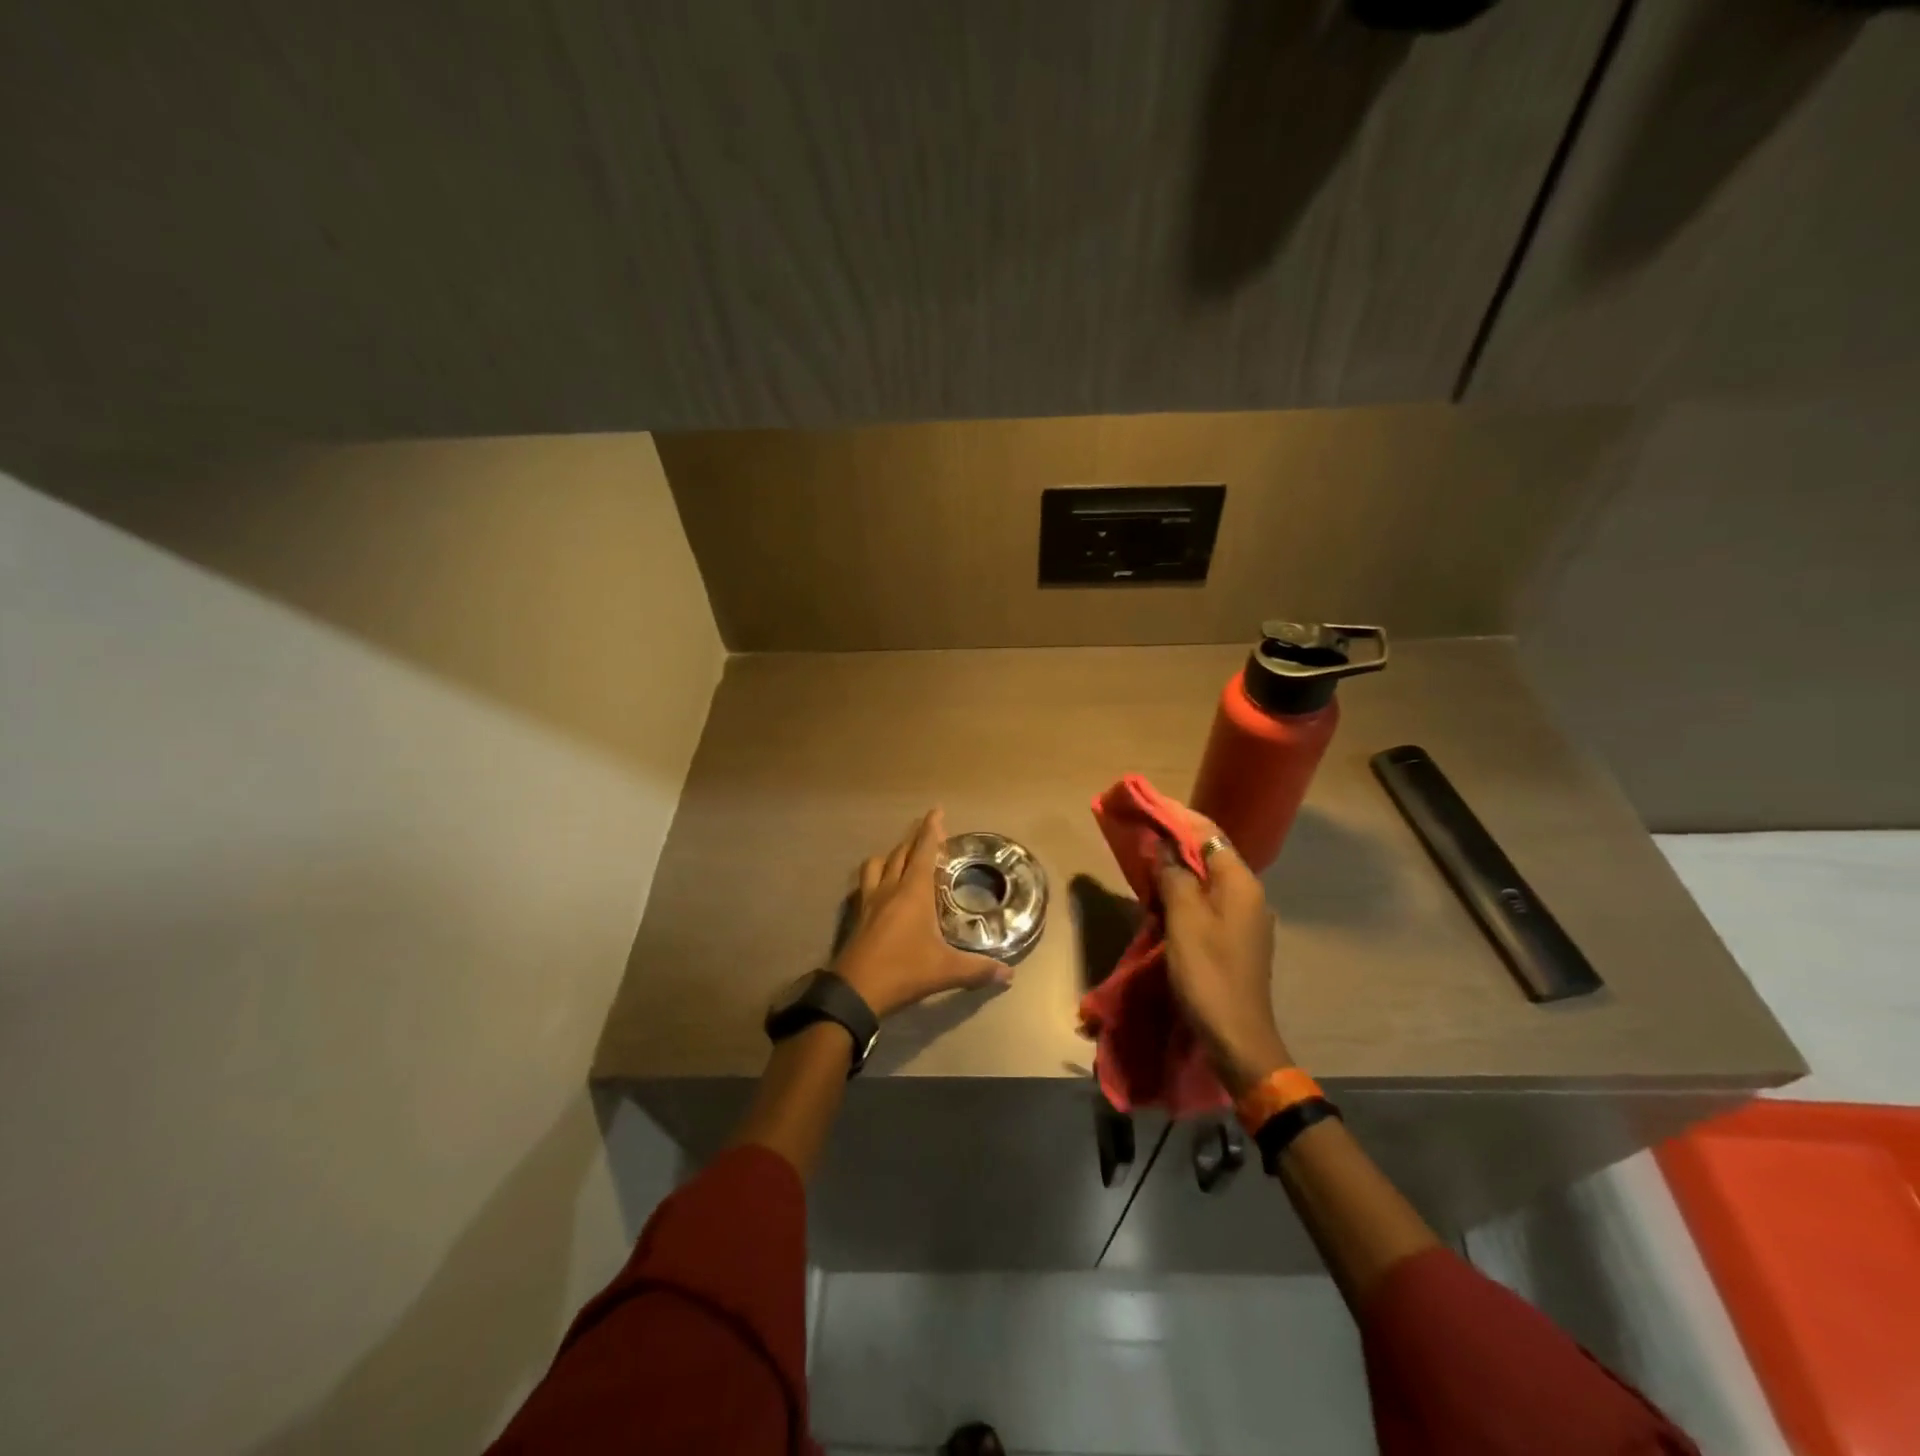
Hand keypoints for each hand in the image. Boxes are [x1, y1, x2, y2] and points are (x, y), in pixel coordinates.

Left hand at [833, 809, 1010, 1018]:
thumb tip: (1009, 975)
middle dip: (915, 839)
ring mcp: (869, 901)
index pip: (923, 851)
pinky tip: (881, 888)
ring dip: (892, 855)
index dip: (931, 829)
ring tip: (902, 858)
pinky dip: (876, 876)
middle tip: (929, 833)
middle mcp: (890, 888)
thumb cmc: (903, 970)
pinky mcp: (857, 915)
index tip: (936, 811)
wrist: (855, 991)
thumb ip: (978, 969)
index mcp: (913, 892)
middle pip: (901, 853)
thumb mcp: (946, 970)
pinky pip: (865, 884)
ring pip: (878, 864)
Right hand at [1154, 808, 1293, 1094]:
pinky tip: (1163, 895)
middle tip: (1143, 831)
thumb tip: (1164, 847)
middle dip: (1177, 840)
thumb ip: (1175, 876)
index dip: (1178, 818)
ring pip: (1208, 878)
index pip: (1209, 834)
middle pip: (1210, 853)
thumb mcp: (1184, 920)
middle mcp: (1248, 893)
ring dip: (1179, 866)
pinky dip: (1186, 890)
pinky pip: (1208, 900)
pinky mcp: (1235, 937)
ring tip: (1148, 858)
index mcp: (1241, 883)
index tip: (1148, 807)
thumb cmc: (1208, 973)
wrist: (1237, 1036)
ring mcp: (1244, 917)